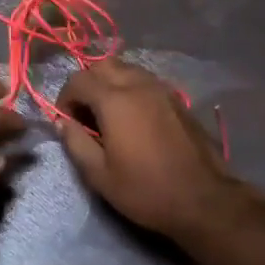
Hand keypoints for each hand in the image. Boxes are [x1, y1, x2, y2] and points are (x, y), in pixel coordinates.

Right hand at [56, 59, 253, 241]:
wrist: (202, 199)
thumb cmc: (145, 190)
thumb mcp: (99, 175)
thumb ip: (76, 143)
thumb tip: (62, 123)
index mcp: (115, 101)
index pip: (78, 80)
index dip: (64, 98)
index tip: (66, 121)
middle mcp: (138, 85)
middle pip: (103, 65)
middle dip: (87, 83)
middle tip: (85, 113)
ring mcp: (162, 90)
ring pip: (127, 69)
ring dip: (110, 83)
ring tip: (108, 114)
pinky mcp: (178, 100)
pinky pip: (146, 81)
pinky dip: (131, 89)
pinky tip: (133, 118)